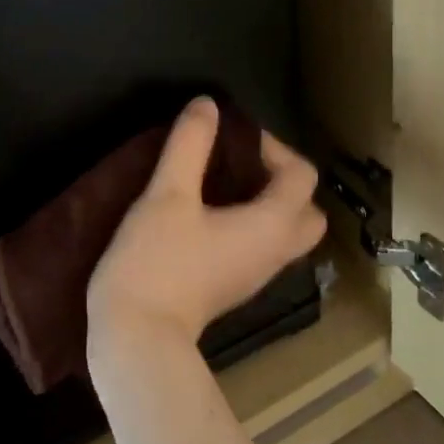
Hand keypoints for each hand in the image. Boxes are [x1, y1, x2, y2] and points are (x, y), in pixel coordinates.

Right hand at [87, 97, 325, 365]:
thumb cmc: (156, 262)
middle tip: (242, 164)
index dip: (273, 146)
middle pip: (307, 210)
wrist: (137, 337)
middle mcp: (275, 252)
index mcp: (271, 226)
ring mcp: (256, 275)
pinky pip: (260, 248)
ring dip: (267, 203)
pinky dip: (249, 225)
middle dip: (283, 180)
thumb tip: (207, 106)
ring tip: (221, 183)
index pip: (301, 175)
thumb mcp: (167, 194)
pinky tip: (207, 215)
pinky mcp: (233, 287)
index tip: (232, 137)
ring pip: (285, 232)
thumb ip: (190, 145)